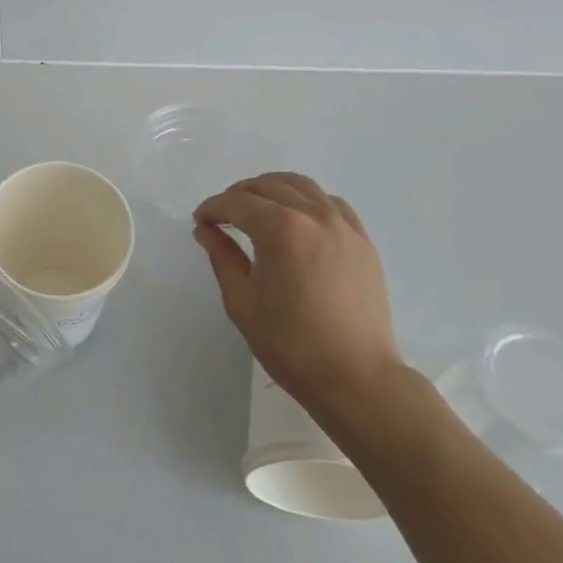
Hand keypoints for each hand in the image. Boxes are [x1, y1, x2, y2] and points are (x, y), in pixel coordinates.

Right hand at [193, 172, 402, 420]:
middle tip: (223, 216)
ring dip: (272, 190)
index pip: (236, 203)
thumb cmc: (290, 343)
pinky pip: (331, 203)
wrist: (356, 377)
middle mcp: (313, 215)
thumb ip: (222, 256)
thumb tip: (206, 230)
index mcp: (280, 229)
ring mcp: (343, 225)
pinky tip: (298, 220)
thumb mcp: (242, 301)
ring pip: (301, 186)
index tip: (200, 221)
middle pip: (268, 186)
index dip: (213, 208)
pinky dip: (307, 201)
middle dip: (238, 195)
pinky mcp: (362, 241)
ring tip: (257, 209)